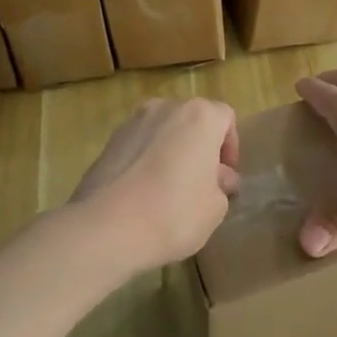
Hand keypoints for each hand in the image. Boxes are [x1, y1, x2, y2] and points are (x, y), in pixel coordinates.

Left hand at [70, 97, 239, 273]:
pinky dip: (145, 161)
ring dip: (172, 152)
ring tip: (169, 189)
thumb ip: (222, 185)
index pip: (225, 118)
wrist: (105, 228)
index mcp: (199, 116)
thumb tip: (218, 177)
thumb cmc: (174, 213)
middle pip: (192, 121)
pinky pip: (138, 146)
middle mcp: (165, 108)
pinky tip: (143, 194)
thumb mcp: (215, 207)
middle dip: (200, 147)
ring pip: (163, 132)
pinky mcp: (108, 142)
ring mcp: (132, 122)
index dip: (231, 147)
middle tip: (201, 183)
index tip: (225, 178)